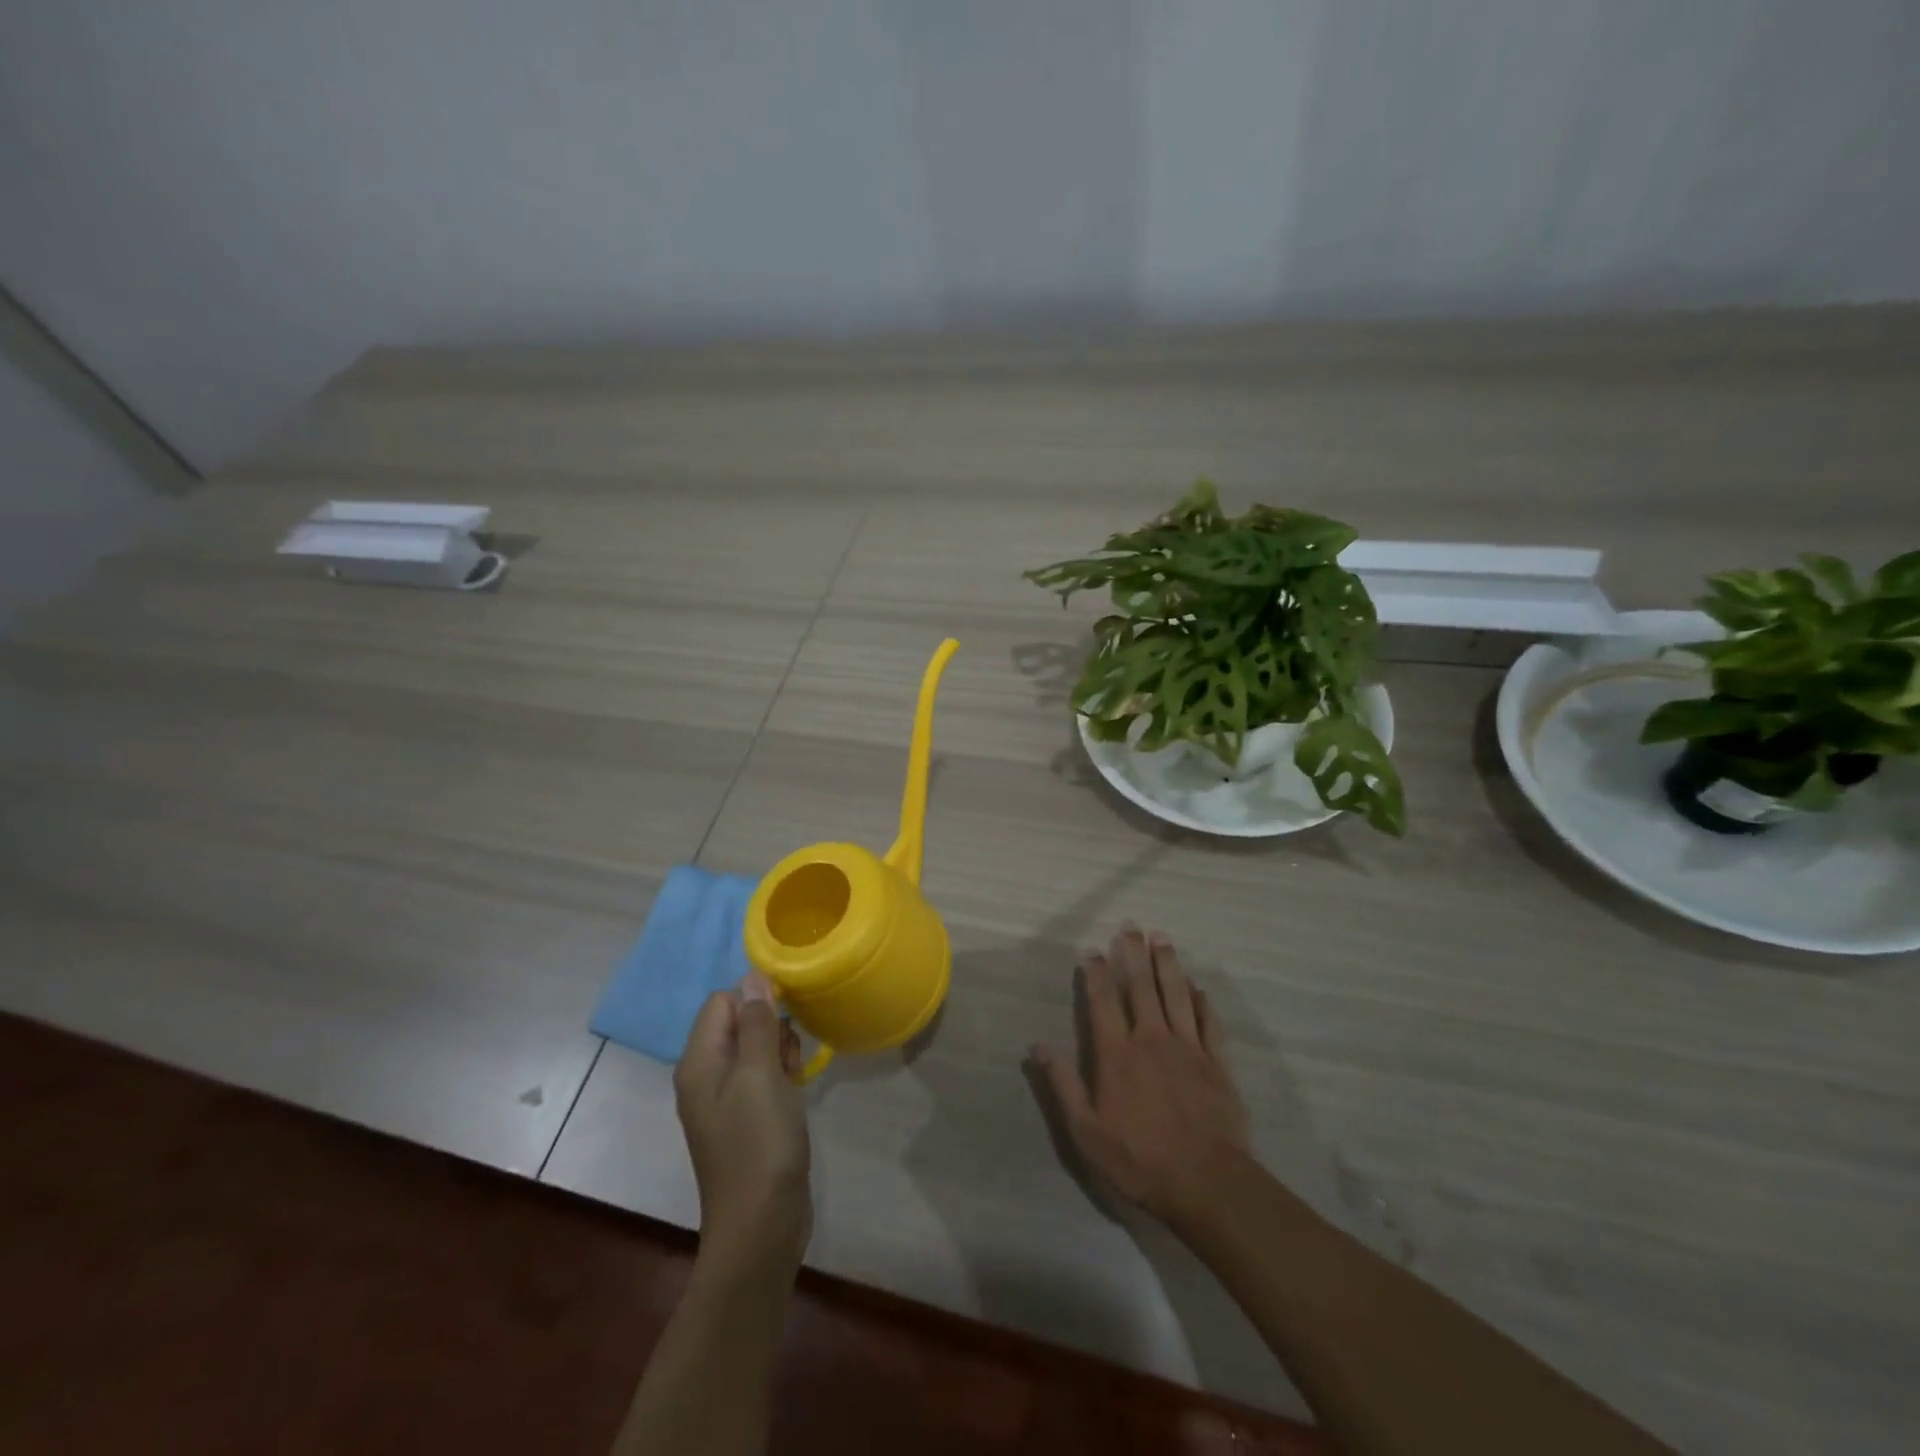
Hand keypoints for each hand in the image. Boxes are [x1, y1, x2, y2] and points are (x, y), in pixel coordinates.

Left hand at [674, 973, 812, 1273]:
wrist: (761, 1226)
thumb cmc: (759, 1144)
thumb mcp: (761, 1075)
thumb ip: (757, 1023)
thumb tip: (752, 976)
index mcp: (699, 1061)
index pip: (723, 1001)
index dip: (755, 1001)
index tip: (782, 1023)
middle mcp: (705, 1076)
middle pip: (740, 1023)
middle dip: (771, 1030)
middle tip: (787, 1060)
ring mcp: (724, 1100)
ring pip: (756, 1049)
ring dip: (780, 1054)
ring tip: (794, 1080)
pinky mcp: (744, 1119)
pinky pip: (762, 1078)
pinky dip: (781, 1078)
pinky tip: (795, 1095)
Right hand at [1032, 927, 1250, 1224]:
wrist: (1207, 1183)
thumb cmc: (1140, 1160)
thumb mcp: (1086, 1132)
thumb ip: (1063, 1085)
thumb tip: (1037, 1046)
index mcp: (1117, 1055)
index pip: (1102, 1003)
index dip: (1096, 974)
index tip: (1092, 951)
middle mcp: (1151, 1040)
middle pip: (1140, 988)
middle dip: (1133, 955)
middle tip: (1130, 927)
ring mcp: (1188, 1048)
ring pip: (1176, 995)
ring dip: (1167, 964)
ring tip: (1161, 938)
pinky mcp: (1217, 1063)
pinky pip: (1208, 1022)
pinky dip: (1202, 1001)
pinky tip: (1198, 986)